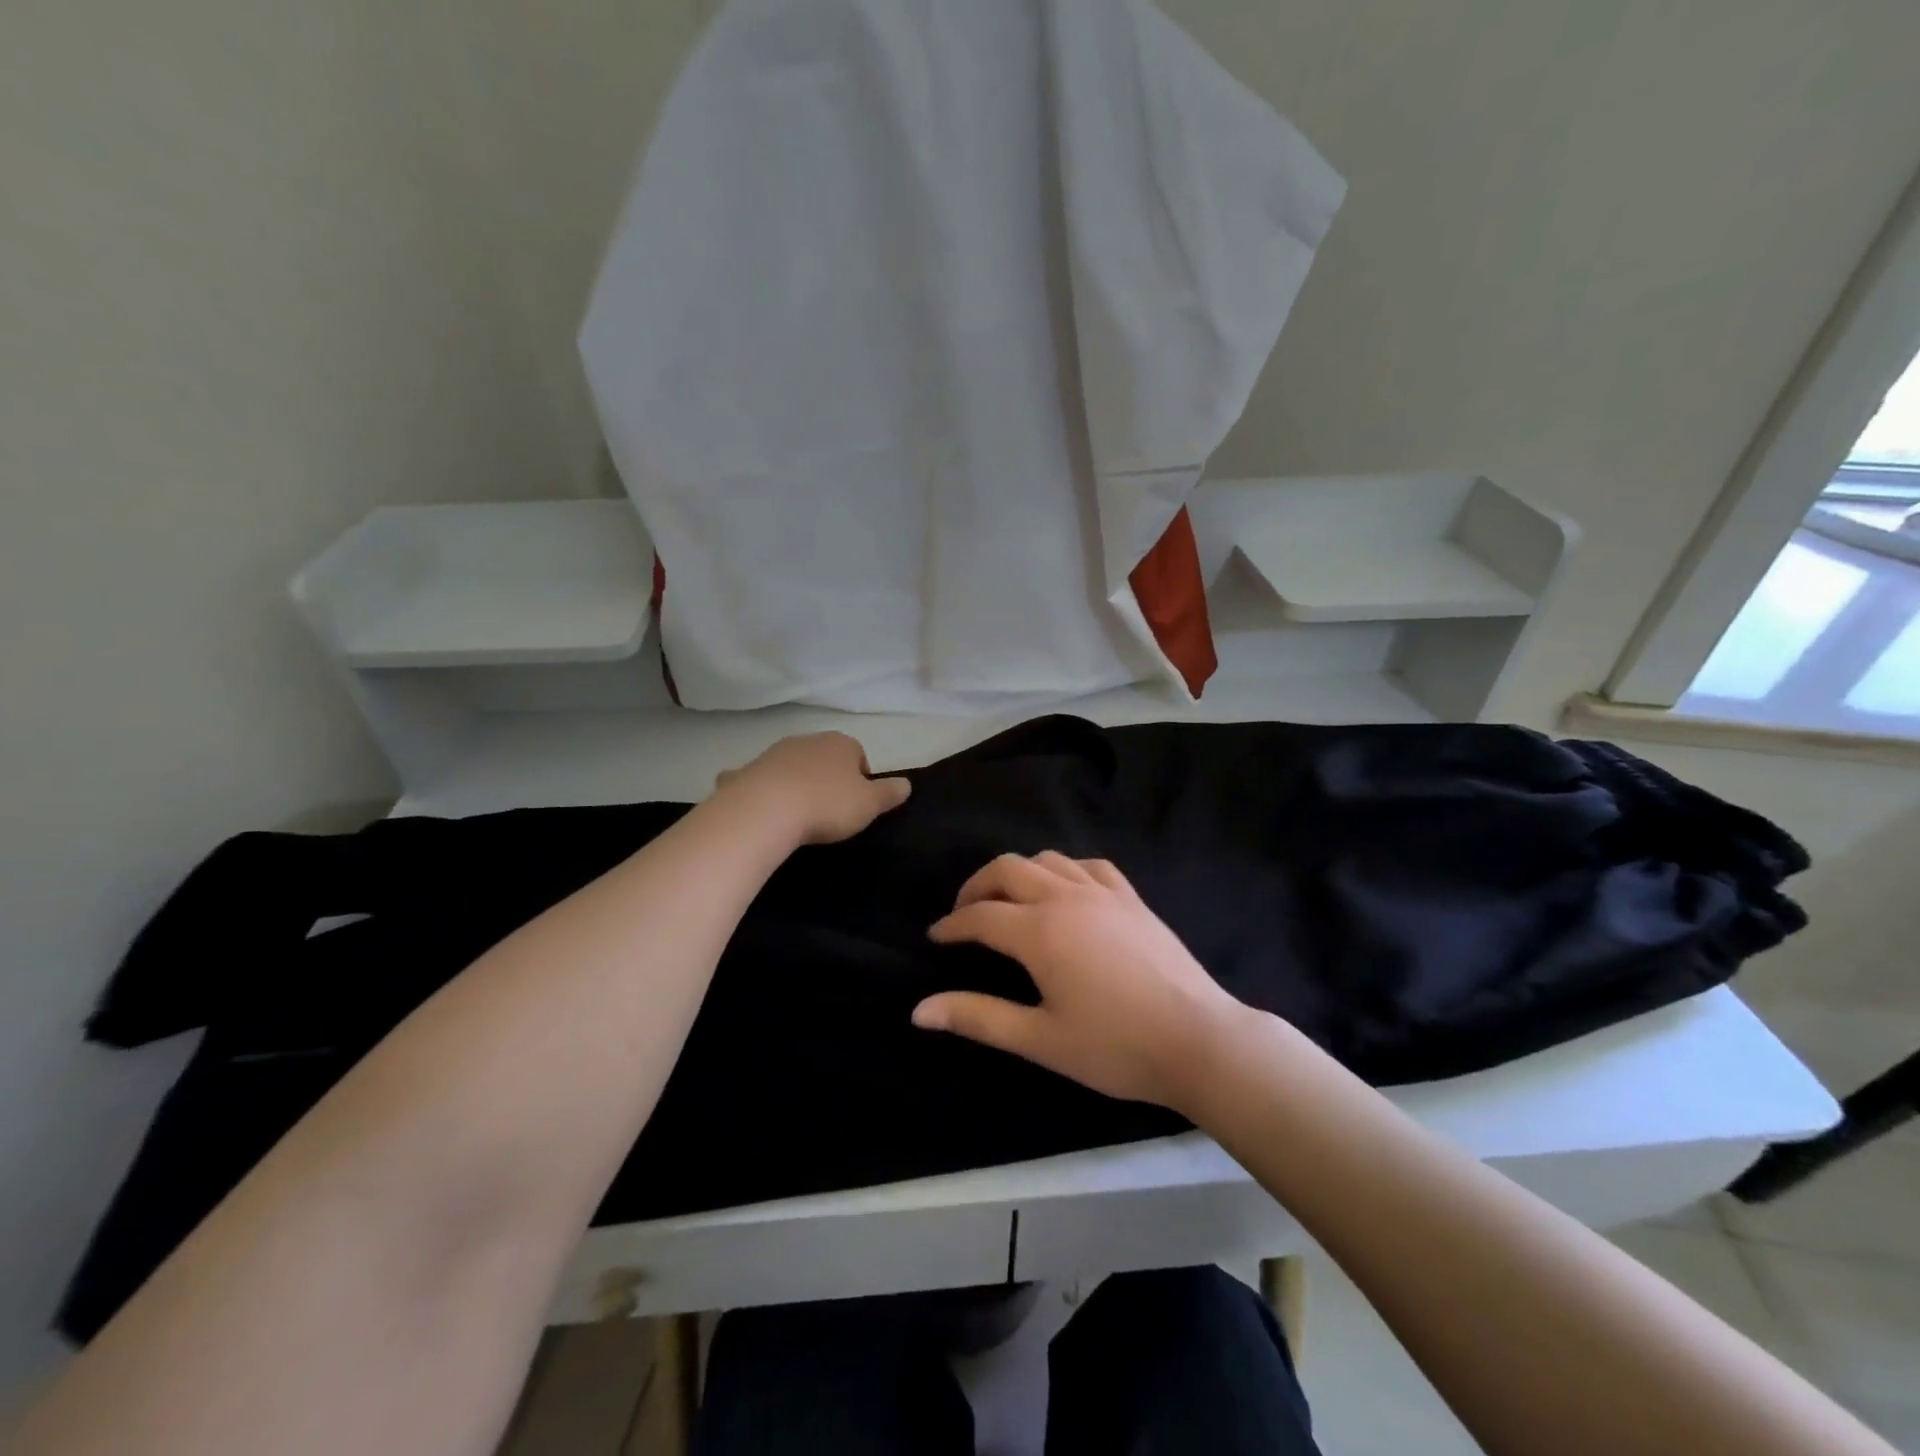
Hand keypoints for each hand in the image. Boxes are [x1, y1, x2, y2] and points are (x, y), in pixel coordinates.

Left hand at [714, 732, 911, 844]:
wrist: (765, 809)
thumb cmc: (827, 804)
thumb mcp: (869, 804)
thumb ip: (889, 793)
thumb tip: (907, 784)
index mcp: (841, 743)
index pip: (859, 755)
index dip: (860, 780)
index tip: (856, 805)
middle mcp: (808, 740)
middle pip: (825, 758)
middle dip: (828, 778)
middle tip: (830, 811)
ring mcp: (775, 753)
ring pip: (793, 766)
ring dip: (797, 783)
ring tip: (799, 815)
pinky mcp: (748, 770)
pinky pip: (761, 779)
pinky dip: (764, 790)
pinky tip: (765, 811)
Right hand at [913, 852, 1248, 1109]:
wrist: (1198, 1040)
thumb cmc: (1114, 1047)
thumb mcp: (1039, 1040)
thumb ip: (978, 1018)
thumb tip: (919, 1011)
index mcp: (1039, 931)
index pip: (980, 916)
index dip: (951, 925)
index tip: (935, 937)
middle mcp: (1065, 897)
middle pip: (1007, 869)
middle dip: (977, 886)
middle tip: (964, 914)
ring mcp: (1103, 892)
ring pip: (1047, 860)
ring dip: (1018, 873)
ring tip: (1009, 901)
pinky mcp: (1131, 898)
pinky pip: (1088, 866)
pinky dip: (1064, 870)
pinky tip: (1065, 891)